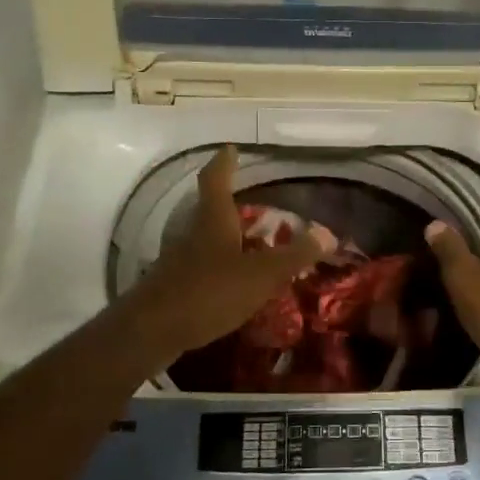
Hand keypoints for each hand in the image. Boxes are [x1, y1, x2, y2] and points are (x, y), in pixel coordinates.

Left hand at [126, 146, 326, 360]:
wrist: (152, 331)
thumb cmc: (209, 292)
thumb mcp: (260, 274)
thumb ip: (293, 255)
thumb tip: (327, 234)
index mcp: (213, 221)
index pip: (216, 180)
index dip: (224, 163)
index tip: (230, 149)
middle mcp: (193, 235)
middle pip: (211, 211)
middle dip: (232, 205)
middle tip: (257, 206)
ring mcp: (180, 262)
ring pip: (207, 241)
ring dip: (228, 240)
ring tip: (253, 247)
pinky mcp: (175, 288)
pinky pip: (203, 269)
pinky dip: (221, 269)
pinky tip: (235, 286)